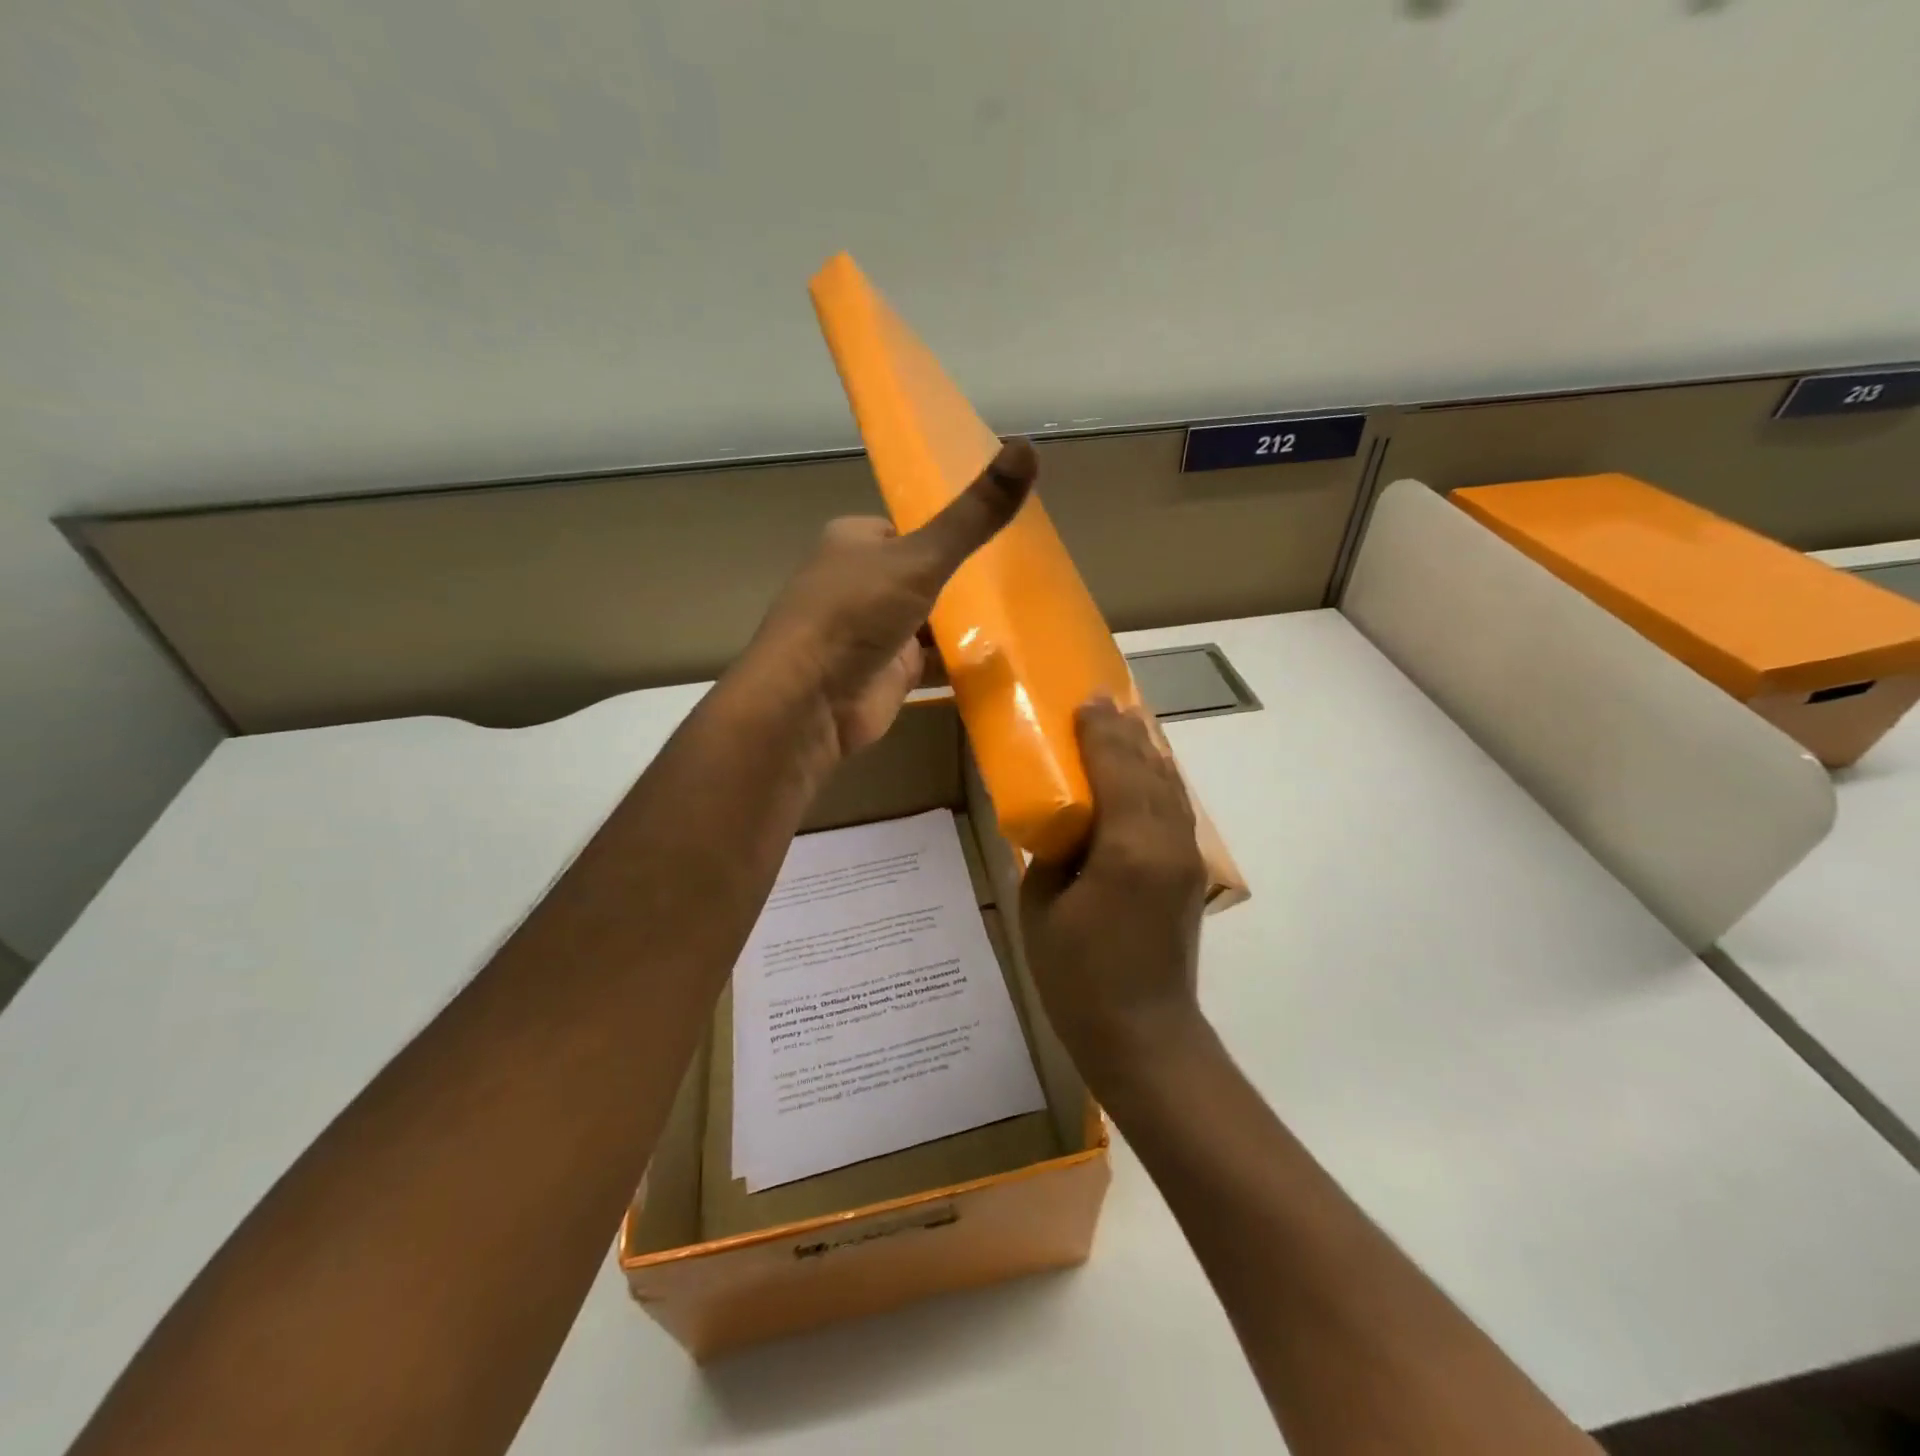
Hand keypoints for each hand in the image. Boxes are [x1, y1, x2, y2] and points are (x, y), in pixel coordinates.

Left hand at [737, 438, 1036, 765]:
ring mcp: (871, 634)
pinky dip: (958, 663)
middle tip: (1015, 581)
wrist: (811, 701)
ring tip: (1020, 618)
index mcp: (853, 543)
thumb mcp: (920, 557)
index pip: (905, 529)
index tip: (990, 536)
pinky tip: (999, 662)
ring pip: (926, 622)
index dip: (942, 533)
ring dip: (961, 625)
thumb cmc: (855, 614)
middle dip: (958, 582)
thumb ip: (973, 517)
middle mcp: (858, 585)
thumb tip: (1027, 446)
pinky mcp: (885, 676)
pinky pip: (931, 664)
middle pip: (918, 576)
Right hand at [1019, 698, 1209, 1094]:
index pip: (1118, 769)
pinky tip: (1141, 774)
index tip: (1084, 700)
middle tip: (1101, 701)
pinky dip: (1156, 781)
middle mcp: (1167, 842)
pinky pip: (1173, 810)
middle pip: (1150, 769)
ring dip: (1145, 753)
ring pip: (1169, 787)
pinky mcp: (1188, 874)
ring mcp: (1185, 858)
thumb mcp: (1040, 909)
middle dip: (1125, 732)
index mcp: (1129, 848)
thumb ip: (1050, 853)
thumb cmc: (1079, 978)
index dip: (1100, 732)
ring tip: (1123, 726)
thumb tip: (1060, 825)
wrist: (1144, 1036)